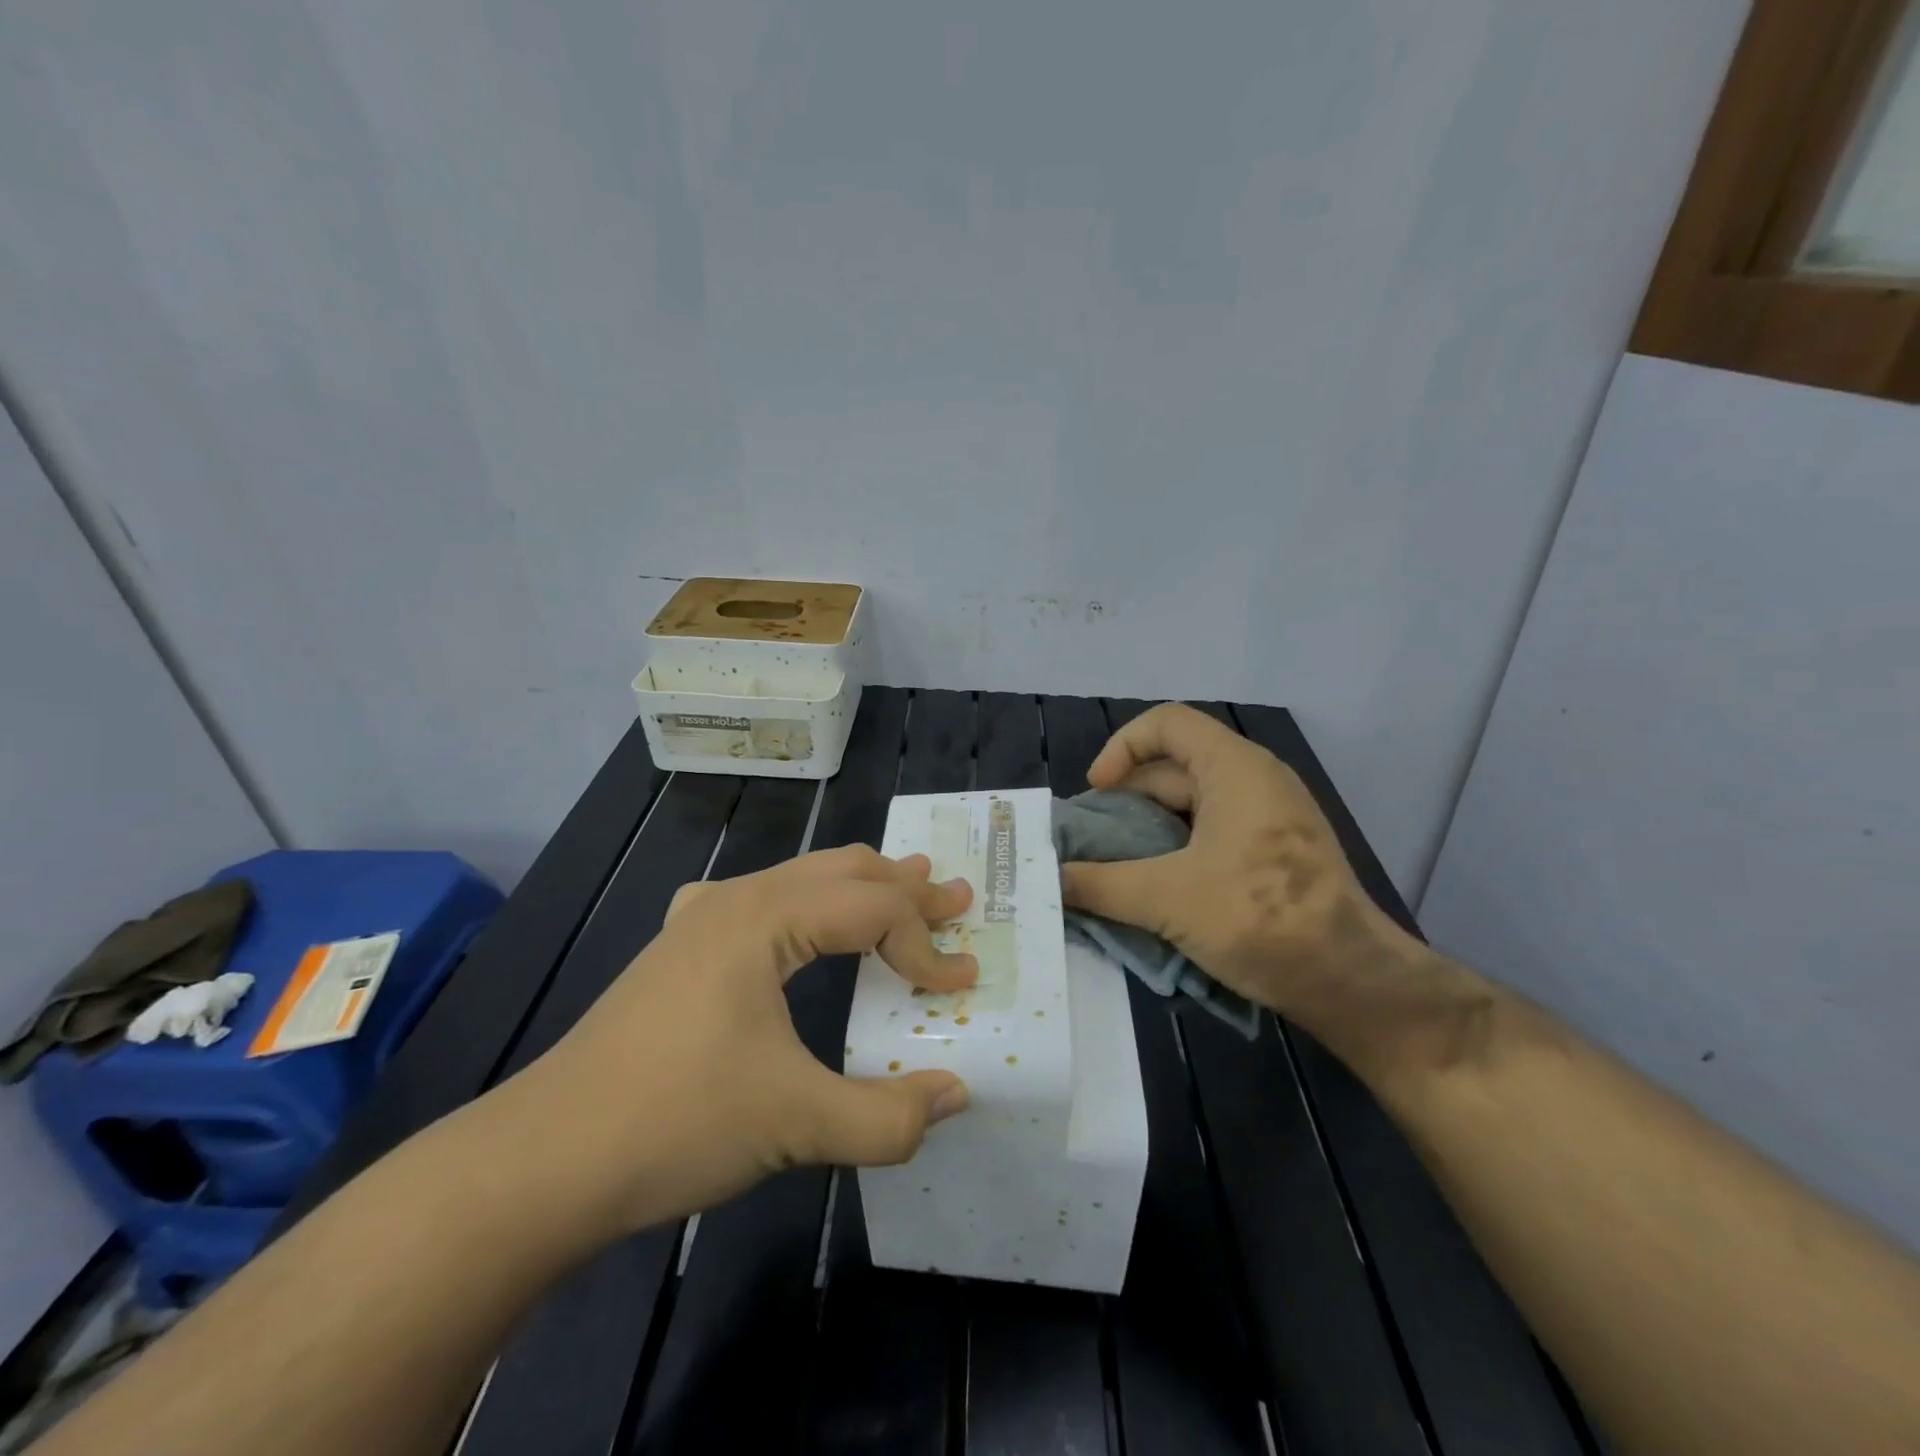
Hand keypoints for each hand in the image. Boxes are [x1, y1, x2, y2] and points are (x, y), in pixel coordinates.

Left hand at [510, 846, 977, 1236]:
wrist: (544, 1159)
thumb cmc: (676, 1122)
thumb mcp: (796, 1123)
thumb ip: (887, 1115)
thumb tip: (955, 1098)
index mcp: (765, 917)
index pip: (874, 910)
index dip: (926, 946)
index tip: (959, 988)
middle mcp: (736, 899)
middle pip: (843, 871)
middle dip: (905, 886)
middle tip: (955, 899)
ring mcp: (700, 918)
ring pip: (801, 877)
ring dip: (858, 886)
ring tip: (903, 886)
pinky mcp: (679, 948)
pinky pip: (759, 899)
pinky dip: (806, 901)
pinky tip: (799, 922)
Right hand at [1059, 705, 1429, 1044]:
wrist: (1351, 981)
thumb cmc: (1260, 918)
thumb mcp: (1167, 899)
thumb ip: (1100, 884)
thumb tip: (1050, 879)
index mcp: (1234, 768)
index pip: (1166, 723)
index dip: (1122, 748)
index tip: (1097, 792)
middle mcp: (1254, 780)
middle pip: (1173, 767)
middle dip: (1126, 799)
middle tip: (1091, 840)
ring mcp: (1269, 817)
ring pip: (1191, 805)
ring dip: (1147, 830)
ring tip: (1113, 867)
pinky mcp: (1275, 852)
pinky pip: (1211, 833)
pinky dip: (1175, 850)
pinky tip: (1153, 888)